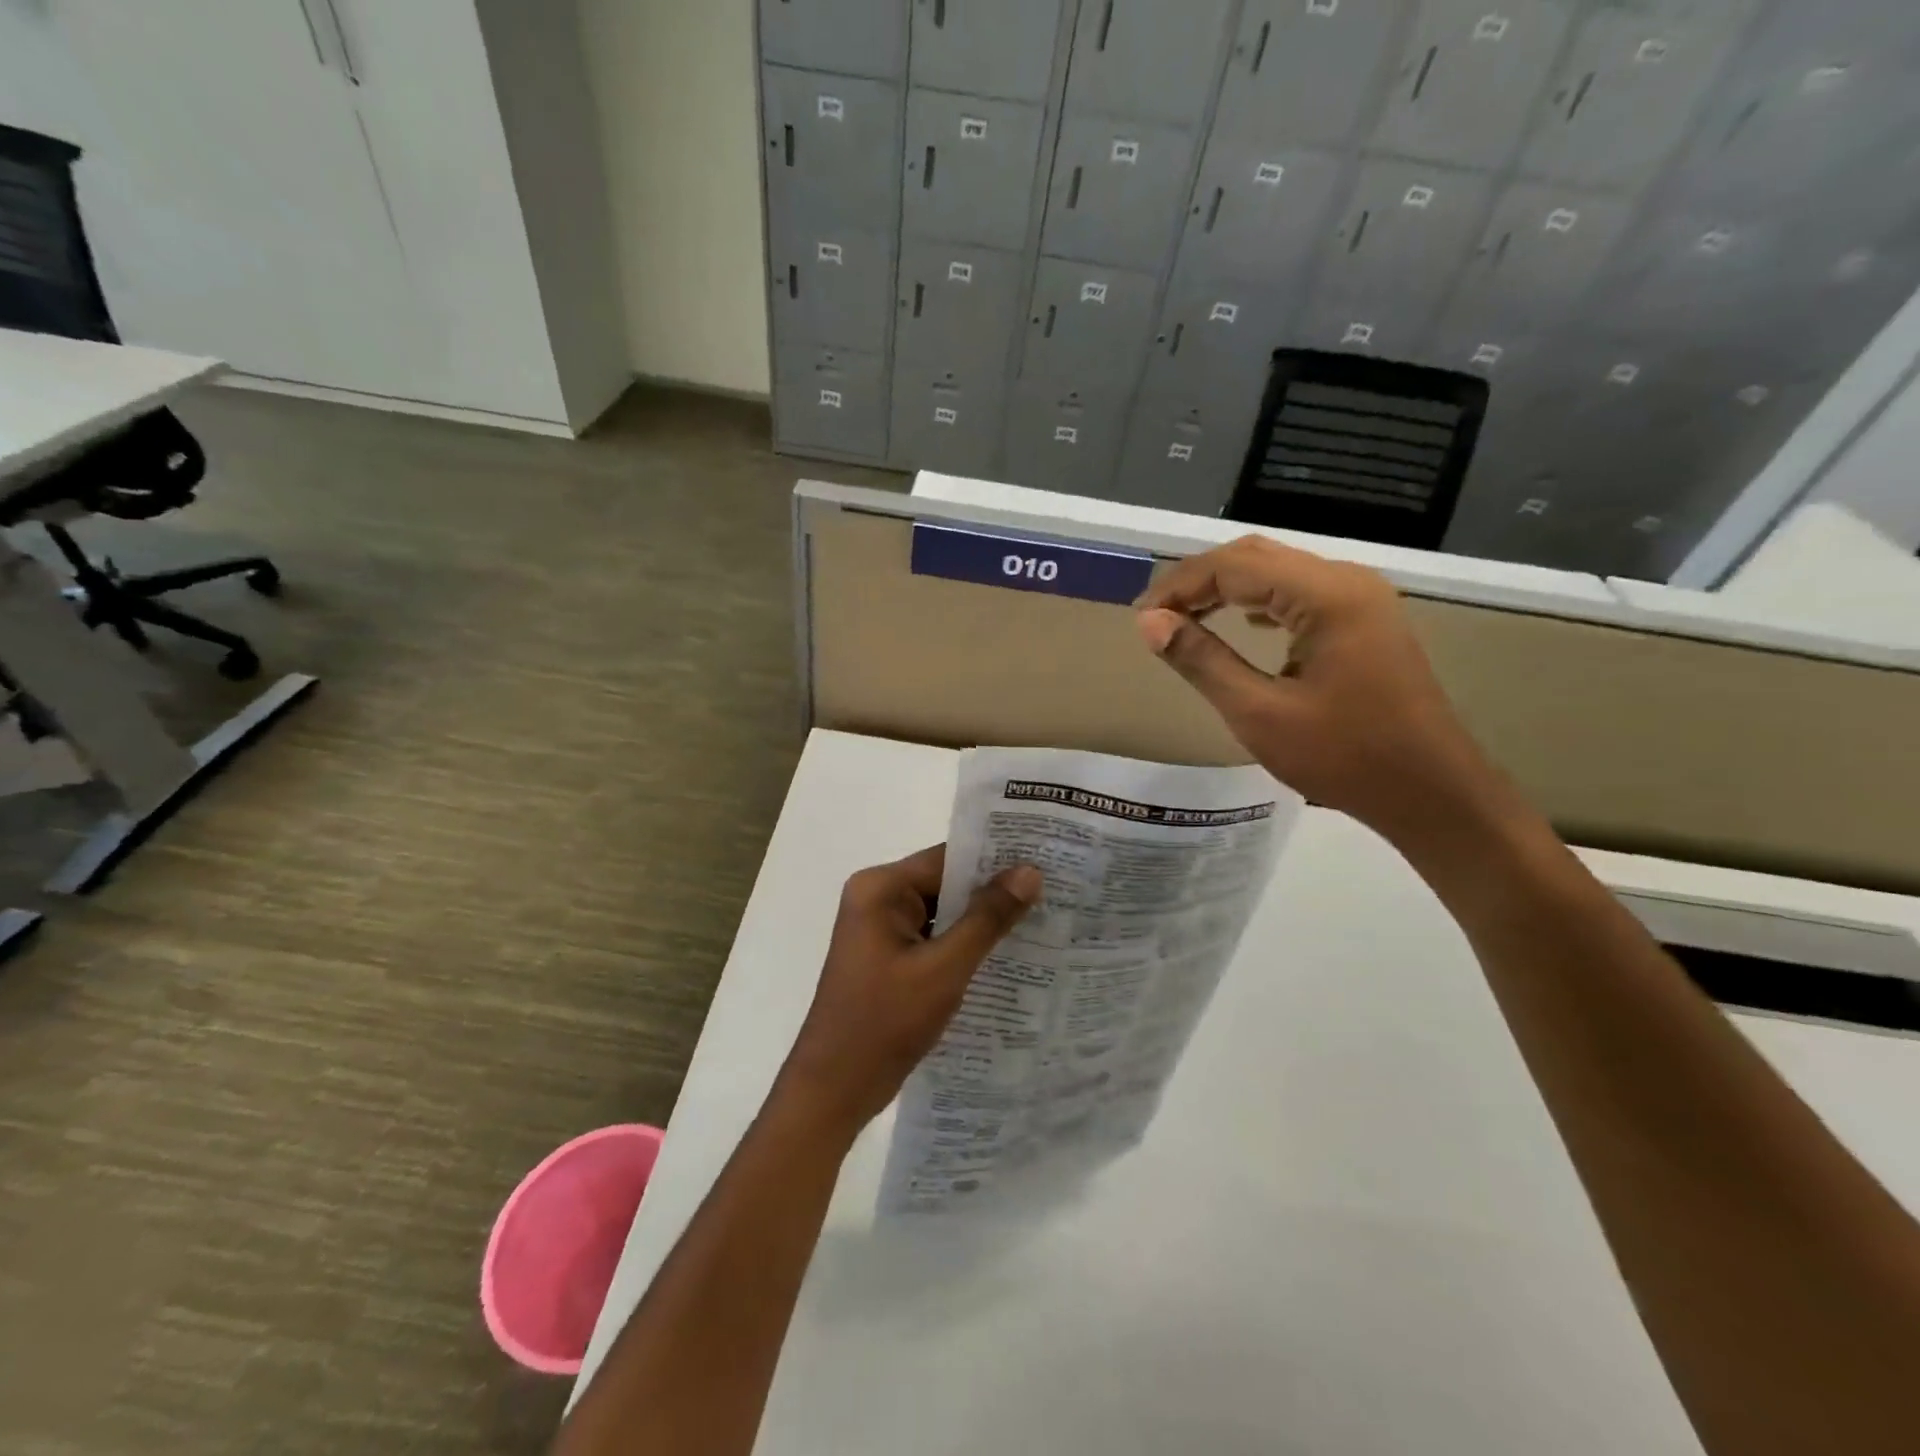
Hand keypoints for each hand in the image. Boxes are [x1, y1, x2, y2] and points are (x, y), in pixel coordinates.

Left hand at [776, 846, 1041, 1133]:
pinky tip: (1005, 952)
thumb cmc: (885, 1022)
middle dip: (992, 891)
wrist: (834, 1089)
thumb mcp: (944, 969)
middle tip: (1052, 889)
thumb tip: (1029, 871)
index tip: (1044, 860)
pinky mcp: (887, 956)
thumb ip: (988, 918)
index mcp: (880, 888)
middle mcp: (877, 898)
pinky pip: (933, 936)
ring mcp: (880, 928)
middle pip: (944, 882)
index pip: (947, 859)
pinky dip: (963, 943)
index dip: (995, 859)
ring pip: (942, 911)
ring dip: (980, 919)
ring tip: (1040, 917)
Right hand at [1136, 535, 1501, 843]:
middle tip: (1155, 616)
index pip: (1234, 566)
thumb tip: (1149, 623)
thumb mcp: (1259, 713)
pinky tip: (1240, 621)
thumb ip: (1201, 660)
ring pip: (1278, 570)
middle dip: (1199, 580)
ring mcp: (1361, 597)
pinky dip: (1258, 599)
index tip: (1140, 618)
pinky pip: (1300, 591)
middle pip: (1256, 556)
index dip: (1179, 586)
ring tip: (1184, 618)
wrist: (1431, 792)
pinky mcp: (1365, 619)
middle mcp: (1346, 580)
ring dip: (1227, 587)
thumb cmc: (1344, 757)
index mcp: (1325, 596)